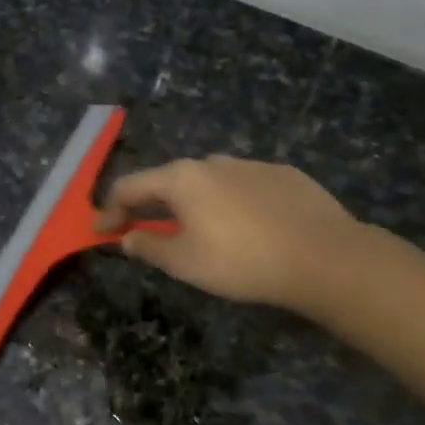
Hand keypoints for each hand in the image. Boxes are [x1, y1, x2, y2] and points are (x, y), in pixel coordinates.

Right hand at [96, 156, 363, 312]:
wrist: (323, 256)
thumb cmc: (241, 261)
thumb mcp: (184, 263)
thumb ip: (149, 247)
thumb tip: (128, 238)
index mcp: (182, 179)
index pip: (130, 187)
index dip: (110, 210)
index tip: (101, 232)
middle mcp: (213, 162)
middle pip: (169, 181)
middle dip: (151, 206)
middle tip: (144, 231)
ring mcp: (252, 165)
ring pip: (209, 182)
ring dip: (193, 204)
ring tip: (199, 232)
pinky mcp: (285, 175)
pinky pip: (244, 188)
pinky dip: (231, 204)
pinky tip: (245, 228)